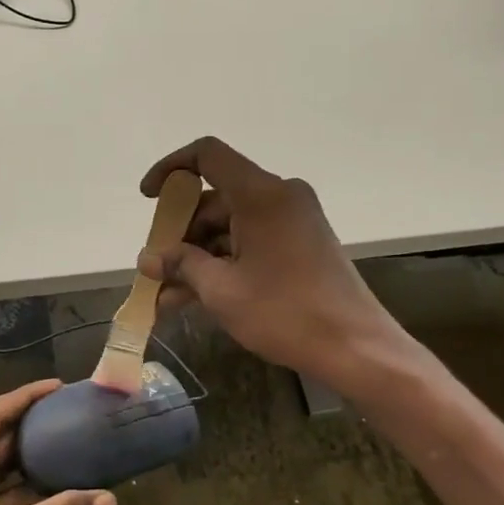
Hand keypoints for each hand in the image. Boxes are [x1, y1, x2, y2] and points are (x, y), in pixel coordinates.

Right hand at [139, 137, 418, 391]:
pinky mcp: (300, 244)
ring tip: (166, 296)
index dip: (171, 168)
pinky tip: (193, 298)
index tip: (149, 198)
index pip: (207, 155)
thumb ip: (181, 266)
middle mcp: (279, 196)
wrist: (356, 349)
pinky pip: (250, 241)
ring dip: (197, 257)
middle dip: (180, 233)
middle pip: (215, 198)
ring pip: (229, 225)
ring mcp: (292, 220)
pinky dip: (223, 263)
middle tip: (155, 268)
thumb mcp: (222, 290)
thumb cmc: (285, 313)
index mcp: (261, 194)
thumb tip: (147, 259)